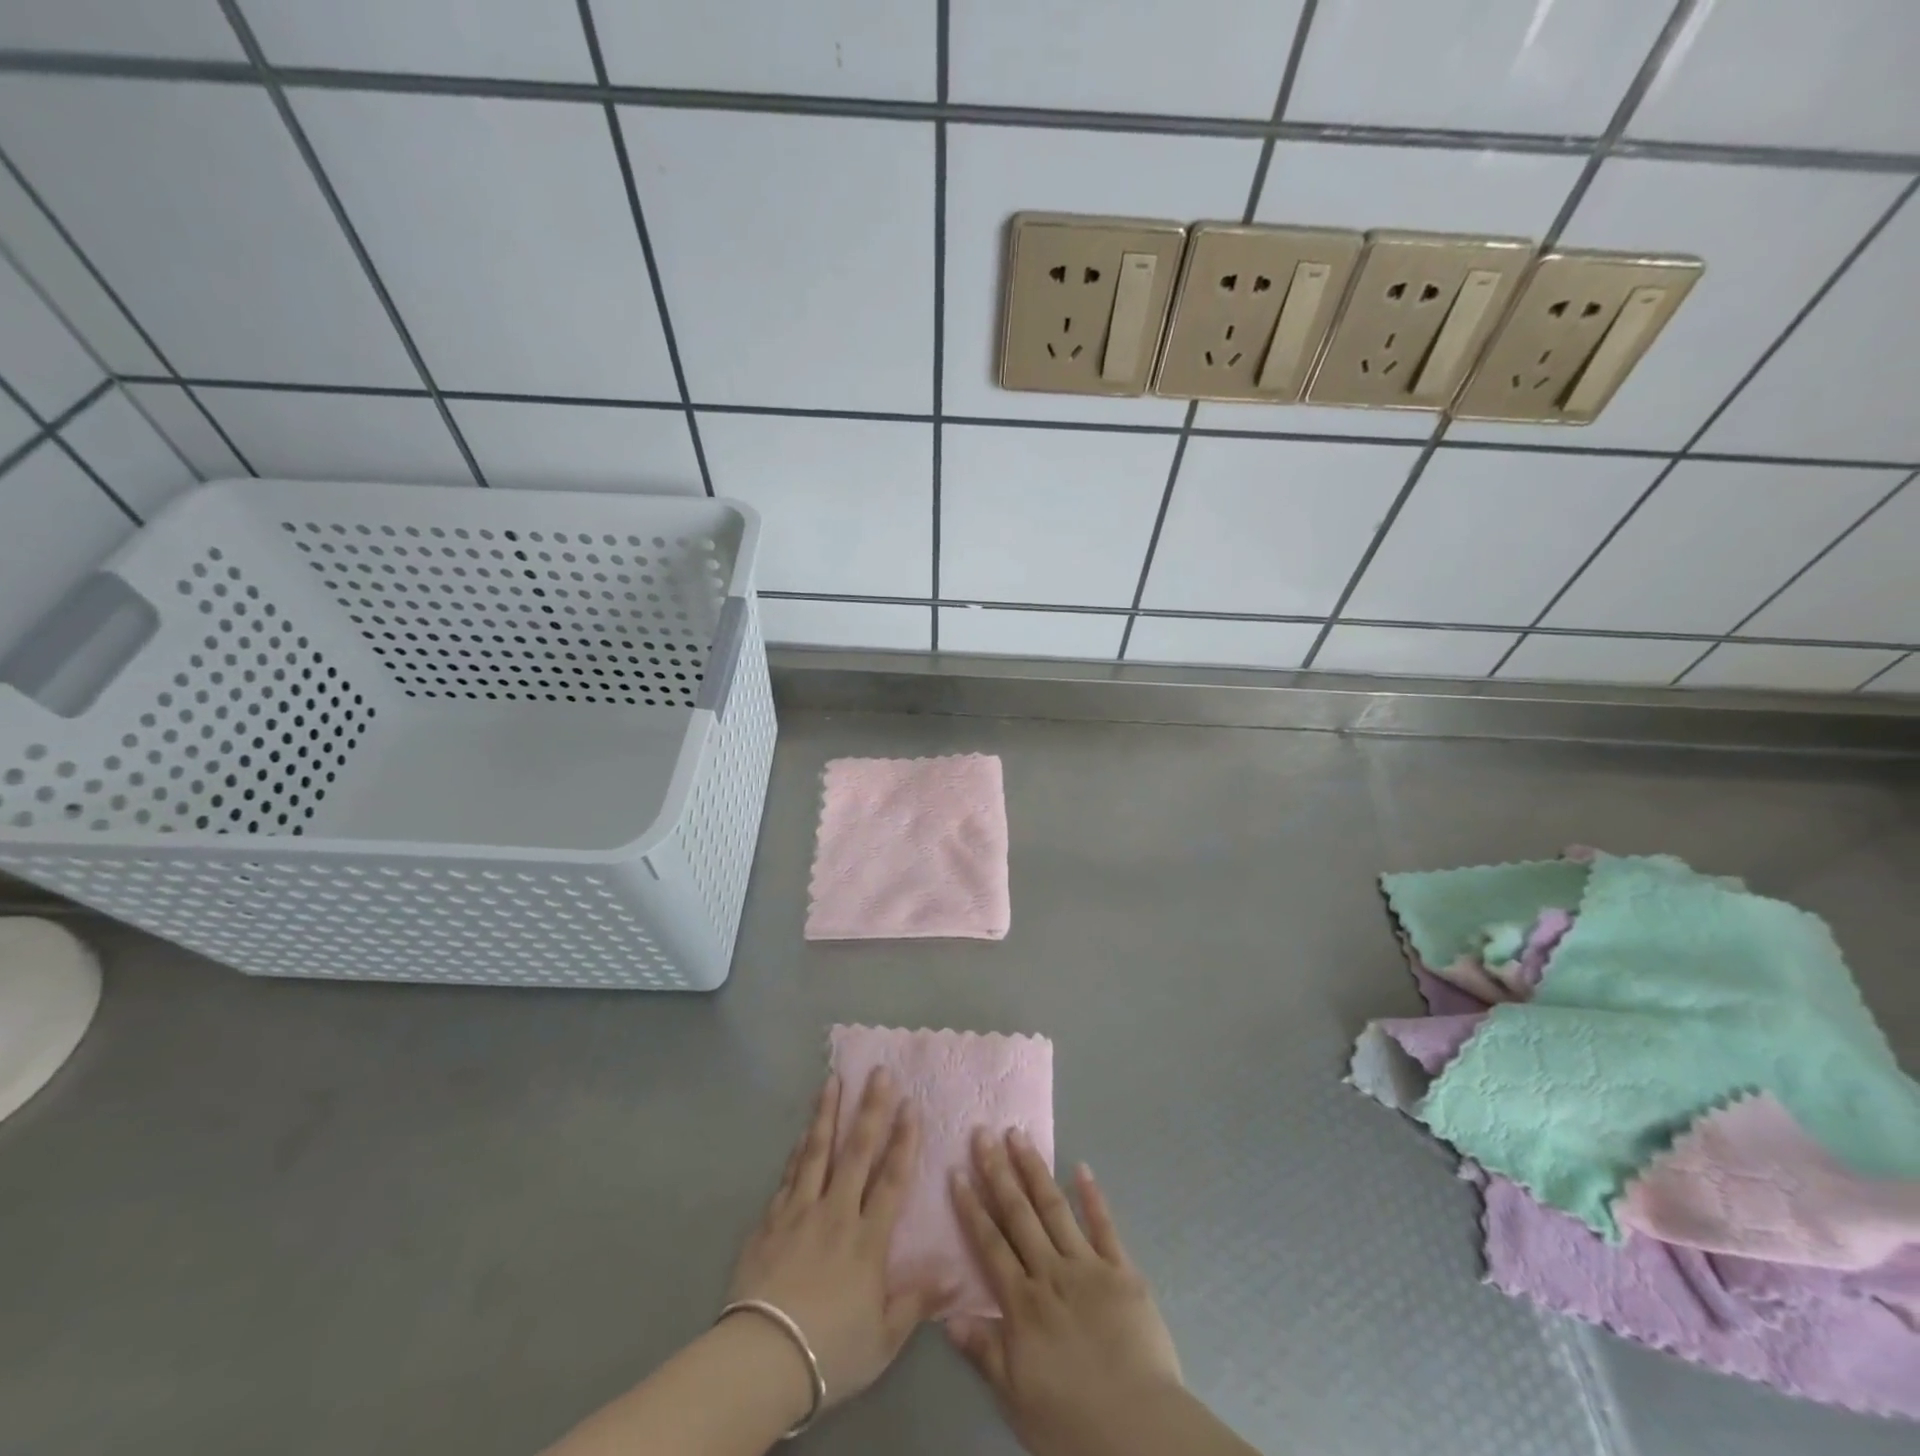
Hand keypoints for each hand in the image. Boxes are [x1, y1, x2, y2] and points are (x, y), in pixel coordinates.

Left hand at [726, 1070, 949, 1410]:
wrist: (761, 1361)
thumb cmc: (830, 1351)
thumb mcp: (884, 1338)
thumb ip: (917, 1300)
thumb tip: (957, 1272)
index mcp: (867, 1239)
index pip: (891, 1179)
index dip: (904, 1140)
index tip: (911, 1104)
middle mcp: (835, 1213)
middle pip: (857, 1152)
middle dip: (870, 1109)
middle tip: (879, 1072)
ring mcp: (799, 1212)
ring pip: (817, 1152)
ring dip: (827, 1113)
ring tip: (833, 1080)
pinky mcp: (769, 1222)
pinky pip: (788, 1176)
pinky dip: (798, 1151)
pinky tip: (803, 1133)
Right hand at [947, 1129, 1183, 1455]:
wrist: (1138, 1431)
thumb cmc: (1071, 1422)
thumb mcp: (1016, 1396)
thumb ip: (984, 1351)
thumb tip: (947, 1316)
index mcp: (1023, 1302)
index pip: (990, 1244)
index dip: (972, 1207)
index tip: (957, 1172)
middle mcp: (1050, 1272)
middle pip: (1019, 1214)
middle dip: (998, 1172)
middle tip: (984, 1133)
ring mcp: (1088, 1266)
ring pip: (1055, 1208)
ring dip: (1035, 1170)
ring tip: (1019, 1135)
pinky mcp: (1123, 1271)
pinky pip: (1105, 1226)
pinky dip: (1093, 1196)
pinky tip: (1082, 1167)